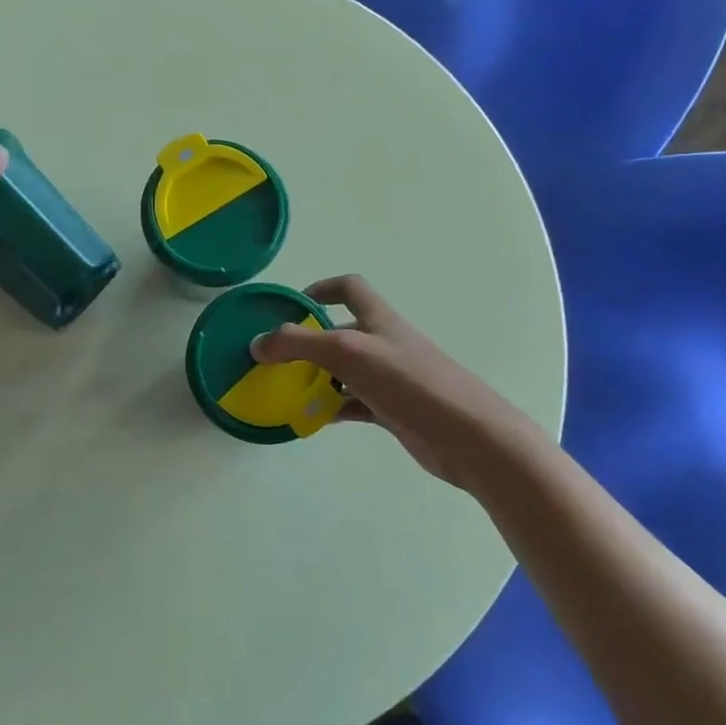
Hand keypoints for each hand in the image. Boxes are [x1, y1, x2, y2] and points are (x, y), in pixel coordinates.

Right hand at [250, 275, 542, 490]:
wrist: (468, 436)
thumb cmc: (408, 382)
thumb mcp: (347, 353)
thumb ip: (298, 344)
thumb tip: (257, 343)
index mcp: (378, 319)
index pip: (349, 288)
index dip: (321, 288)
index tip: (293, 305)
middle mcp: (384, 343)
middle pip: (341, 332)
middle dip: (309, 342)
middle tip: (277, 360)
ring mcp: (391, 378)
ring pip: (345, 371)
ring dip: (317, 378)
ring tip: (286, 392)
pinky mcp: (394, 410)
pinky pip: (354, 404)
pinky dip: (332, 408)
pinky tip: (313, 420)